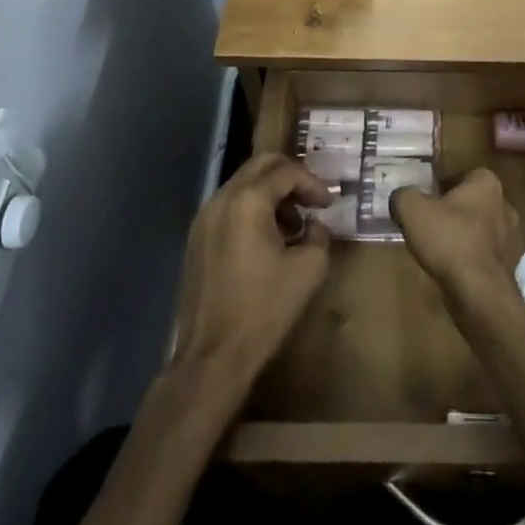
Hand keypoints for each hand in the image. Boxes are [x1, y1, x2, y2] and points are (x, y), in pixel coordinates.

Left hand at [168, 154, 333, 390]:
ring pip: (243, 184)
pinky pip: (229, 206)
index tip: (328, 205)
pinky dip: (251, 209)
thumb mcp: (308, 270)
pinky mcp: (196, 239)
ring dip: (271, 194)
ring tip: (291, 226)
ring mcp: (204, 218)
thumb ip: (319, 236)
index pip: (287, 172)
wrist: (211, 359)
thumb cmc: (263, 310)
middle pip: (261, 165)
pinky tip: (266, 241)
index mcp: (248, 200)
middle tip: (311, 200)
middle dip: (291, 177)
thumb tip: (315, 225)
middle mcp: (222, 199)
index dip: (313, 184)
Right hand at [390, 168, 519, 305]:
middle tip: (430, 224)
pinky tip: (454, 270)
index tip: (426, 200)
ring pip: (481, 229)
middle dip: (454, 212)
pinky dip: (472, 260)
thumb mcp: (413, 210)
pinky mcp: (510, 266)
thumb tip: (401, 196)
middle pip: (473, 202)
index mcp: (487, 183)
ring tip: (440, 250)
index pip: (463, 175)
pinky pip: (486, 255)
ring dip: (464, 237)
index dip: (442, 186)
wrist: (480, 293)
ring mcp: (511, 237)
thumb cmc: (449, 240)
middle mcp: (505, 204)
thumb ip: (404, 195)